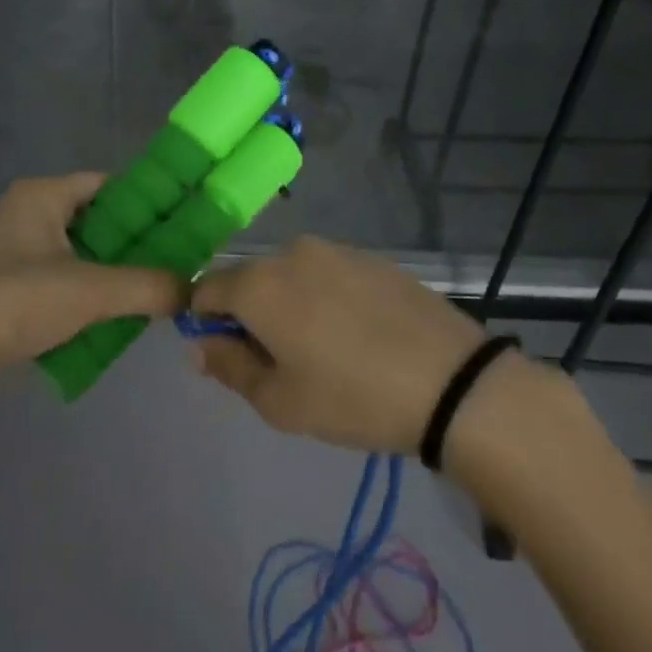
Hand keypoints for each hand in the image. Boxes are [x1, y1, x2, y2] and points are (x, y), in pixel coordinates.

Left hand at [0, 173, 184, 390]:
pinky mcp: (7, 286)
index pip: (110, 184)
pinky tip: (115, 319)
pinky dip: (86, 296)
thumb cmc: (12, 302)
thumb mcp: (89, 291)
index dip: (148, 202)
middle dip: (135, 246)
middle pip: (97, 221)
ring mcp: (15, 251)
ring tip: (153, 294)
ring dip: (113, 275)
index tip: (183, 225)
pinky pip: (60, 281)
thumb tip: (192, 290)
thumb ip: (147, 286)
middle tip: (175, 266)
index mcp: (43, 196)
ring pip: (80, 255)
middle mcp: (28, 214)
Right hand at [190, 237, 486, 453]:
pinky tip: (357, 335)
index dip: (206, 322)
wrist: (451, 381)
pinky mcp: (372, 258)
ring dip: (290, 305)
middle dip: (250, 315)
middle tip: (280, 363)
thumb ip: (229, 367)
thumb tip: (200, 344)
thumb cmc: (352, 397)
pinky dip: (326, 298)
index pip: (205, 289)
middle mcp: (291, 253)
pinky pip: (328, 274)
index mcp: (259, 283)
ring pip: (290, 276)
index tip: (230, 356)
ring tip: (325, 350)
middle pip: (249, 280)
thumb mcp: (279, 401)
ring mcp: (336, 250)